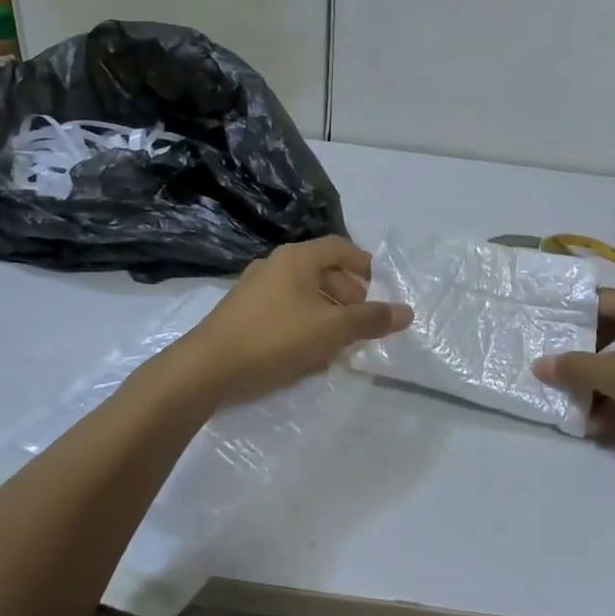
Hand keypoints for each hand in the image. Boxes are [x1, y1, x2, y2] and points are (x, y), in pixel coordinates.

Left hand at [185, 237, 411, 405]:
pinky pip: (283, 309)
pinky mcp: (241, 313)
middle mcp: (274, 265)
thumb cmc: (275, 338)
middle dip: (347, 292)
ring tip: (339, 339)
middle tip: (361, 318)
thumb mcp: (331, 330)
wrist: (207, 368)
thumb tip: (407, 311)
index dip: (363, 264)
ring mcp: (254, 289)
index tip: (378, 287)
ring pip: (302, 292)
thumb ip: (370, 319)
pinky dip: (303, 322)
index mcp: (297, 258)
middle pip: (321, 269)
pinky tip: (307, 353)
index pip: (339, 247)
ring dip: (326, 310)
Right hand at [533, 289, 614, 442]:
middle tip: (562, 376)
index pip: (599, 301)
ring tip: (584, 414)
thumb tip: (540, 364)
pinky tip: (611, 426)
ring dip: (604, 387)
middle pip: (612, 332)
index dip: (572, 317)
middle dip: (586, 360)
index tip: (549, 335)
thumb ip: (576, 369)